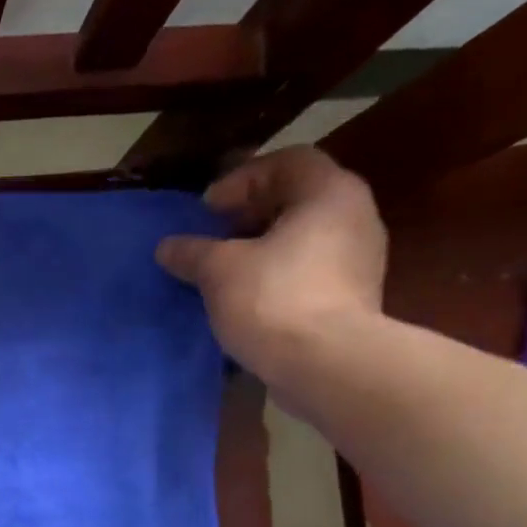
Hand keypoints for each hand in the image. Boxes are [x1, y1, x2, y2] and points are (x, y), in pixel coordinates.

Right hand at [155, 147, 386, 381]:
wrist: (327, 364)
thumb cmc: (274, 299)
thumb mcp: (219, 270)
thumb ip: (192, 252)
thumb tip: (167, 246)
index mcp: (328, 192)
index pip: (287, 162)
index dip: (241, 179)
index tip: (208, 211)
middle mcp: (355, 215)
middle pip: (296, 199)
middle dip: (249, 215)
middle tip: (213, 238)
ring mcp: (360, 258)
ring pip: (303, 237)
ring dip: (262, 248)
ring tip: (224, 272)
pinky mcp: (353, 296)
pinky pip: (310, 270)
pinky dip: (278, 275)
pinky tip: (248, 299)